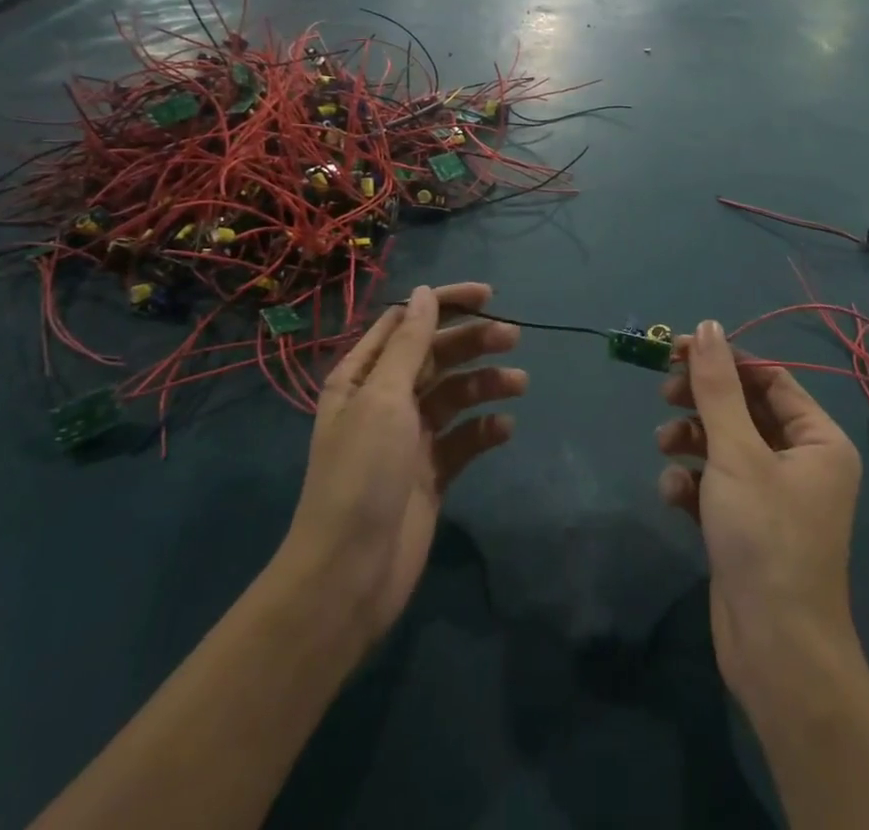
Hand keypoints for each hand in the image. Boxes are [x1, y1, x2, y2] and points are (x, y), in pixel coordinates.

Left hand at [277, 283, 524, 641]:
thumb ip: (409, 344)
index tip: (488, 298)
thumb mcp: (383, 398)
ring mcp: (410, 437)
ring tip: (519, 385)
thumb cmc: (362, 475)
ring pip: (455, 394)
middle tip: (514, 337)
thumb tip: (425, 293)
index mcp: (363, 376)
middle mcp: (385, 400)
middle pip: (436, 355)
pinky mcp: (431, 472)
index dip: (446, 305)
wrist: (349, 576)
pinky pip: (464, 439)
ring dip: (486, 384)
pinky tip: (503, 430)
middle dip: (473, 342)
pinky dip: (484, 430)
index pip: (408, 322)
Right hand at [655, 321, 862, 700]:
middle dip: (702, 401)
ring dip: (691, 440)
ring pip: (725, 446)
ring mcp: (772, 496)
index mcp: (817, 439)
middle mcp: (800, 462)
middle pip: (743, 410)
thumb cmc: (765, 536)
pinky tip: (673, 495)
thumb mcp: (736, 452)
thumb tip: (708, 326)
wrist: (775, 651)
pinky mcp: (745, 525)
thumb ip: (717, 387)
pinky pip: (716, 485)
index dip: (724, 361)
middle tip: (665, 393)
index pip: (768, 379)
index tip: (678, 350)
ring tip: (664, 445)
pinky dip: (692, 483)